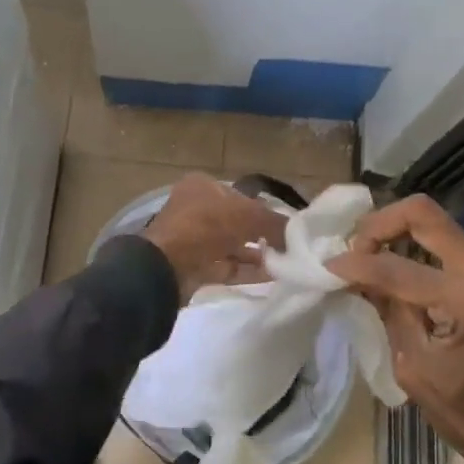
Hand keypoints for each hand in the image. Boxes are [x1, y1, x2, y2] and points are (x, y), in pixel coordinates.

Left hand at [141, 174, 288, 302]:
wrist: (165, 267)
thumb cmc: (206, 226)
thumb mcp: (247, 216)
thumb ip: (275, 222)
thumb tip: (298, 232)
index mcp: (203, 187)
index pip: (239, 195)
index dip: (263, 208)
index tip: (286, 223)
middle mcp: (196, 210)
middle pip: (236, 221)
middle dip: (262, 234)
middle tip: (289, 245)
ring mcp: (193, 240)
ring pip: (232, 245)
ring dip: (257, 254)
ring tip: (286, 262)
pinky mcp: (194, 266)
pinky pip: (226, 265)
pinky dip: (247, 270)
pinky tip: (272, 276)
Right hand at [327, 195, 463, 463]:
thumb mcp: (415, 367)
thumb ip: (387, 311)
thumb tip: (353, 276)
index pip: (395, 264)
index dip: (354, 263)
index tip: (325, 268)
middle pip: (422, 213)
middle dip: (378, 224)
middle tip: (350, 250)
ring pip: (434, 224)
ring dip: (395, 233)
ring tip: (365, 260)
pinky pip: (445, 245)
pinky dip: (413, 248)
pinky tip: (391, 270)